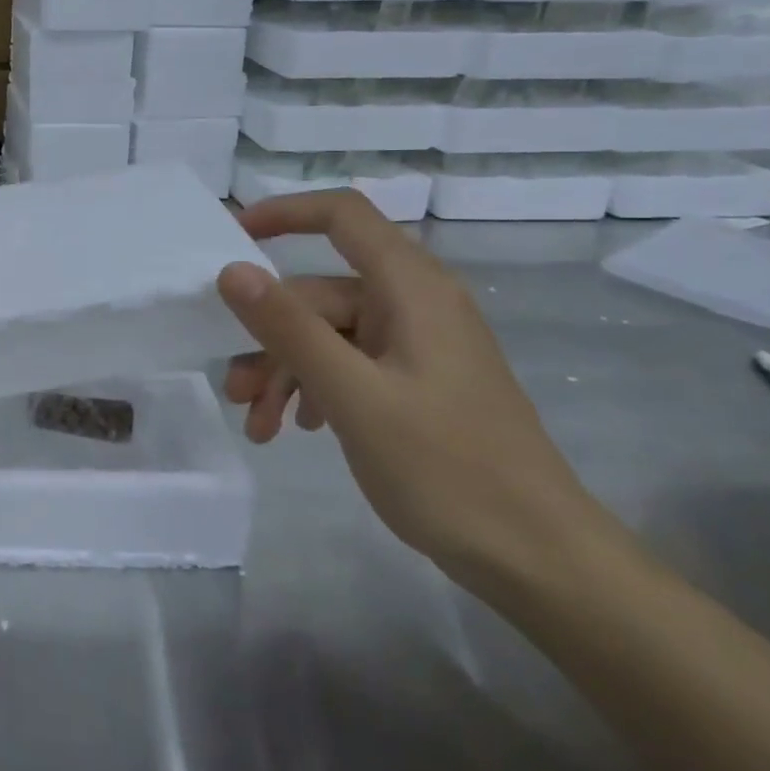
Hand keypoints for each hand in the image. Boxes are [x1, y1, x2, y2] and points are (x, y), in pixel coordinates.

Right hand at [217, 190, 608, 588]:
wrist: (538, 558)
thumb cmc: (447, 468)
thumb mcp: (354, 396)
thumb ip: (289, 328)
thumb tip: (230, 270)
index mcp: (412, 289)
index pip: (343, 215)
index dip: (285, 212)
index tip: (231, 236)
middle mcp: (416, 305)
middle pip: (321, 295)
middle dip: (269, 339)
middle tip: (234, 392)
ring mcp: (418, 346)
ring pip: (328, 336)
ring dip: (285, 373)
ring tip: (258, 426)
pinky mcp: (418, 383)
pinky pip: (350, 365)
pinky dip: (315, 389)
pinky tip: (299, 429)